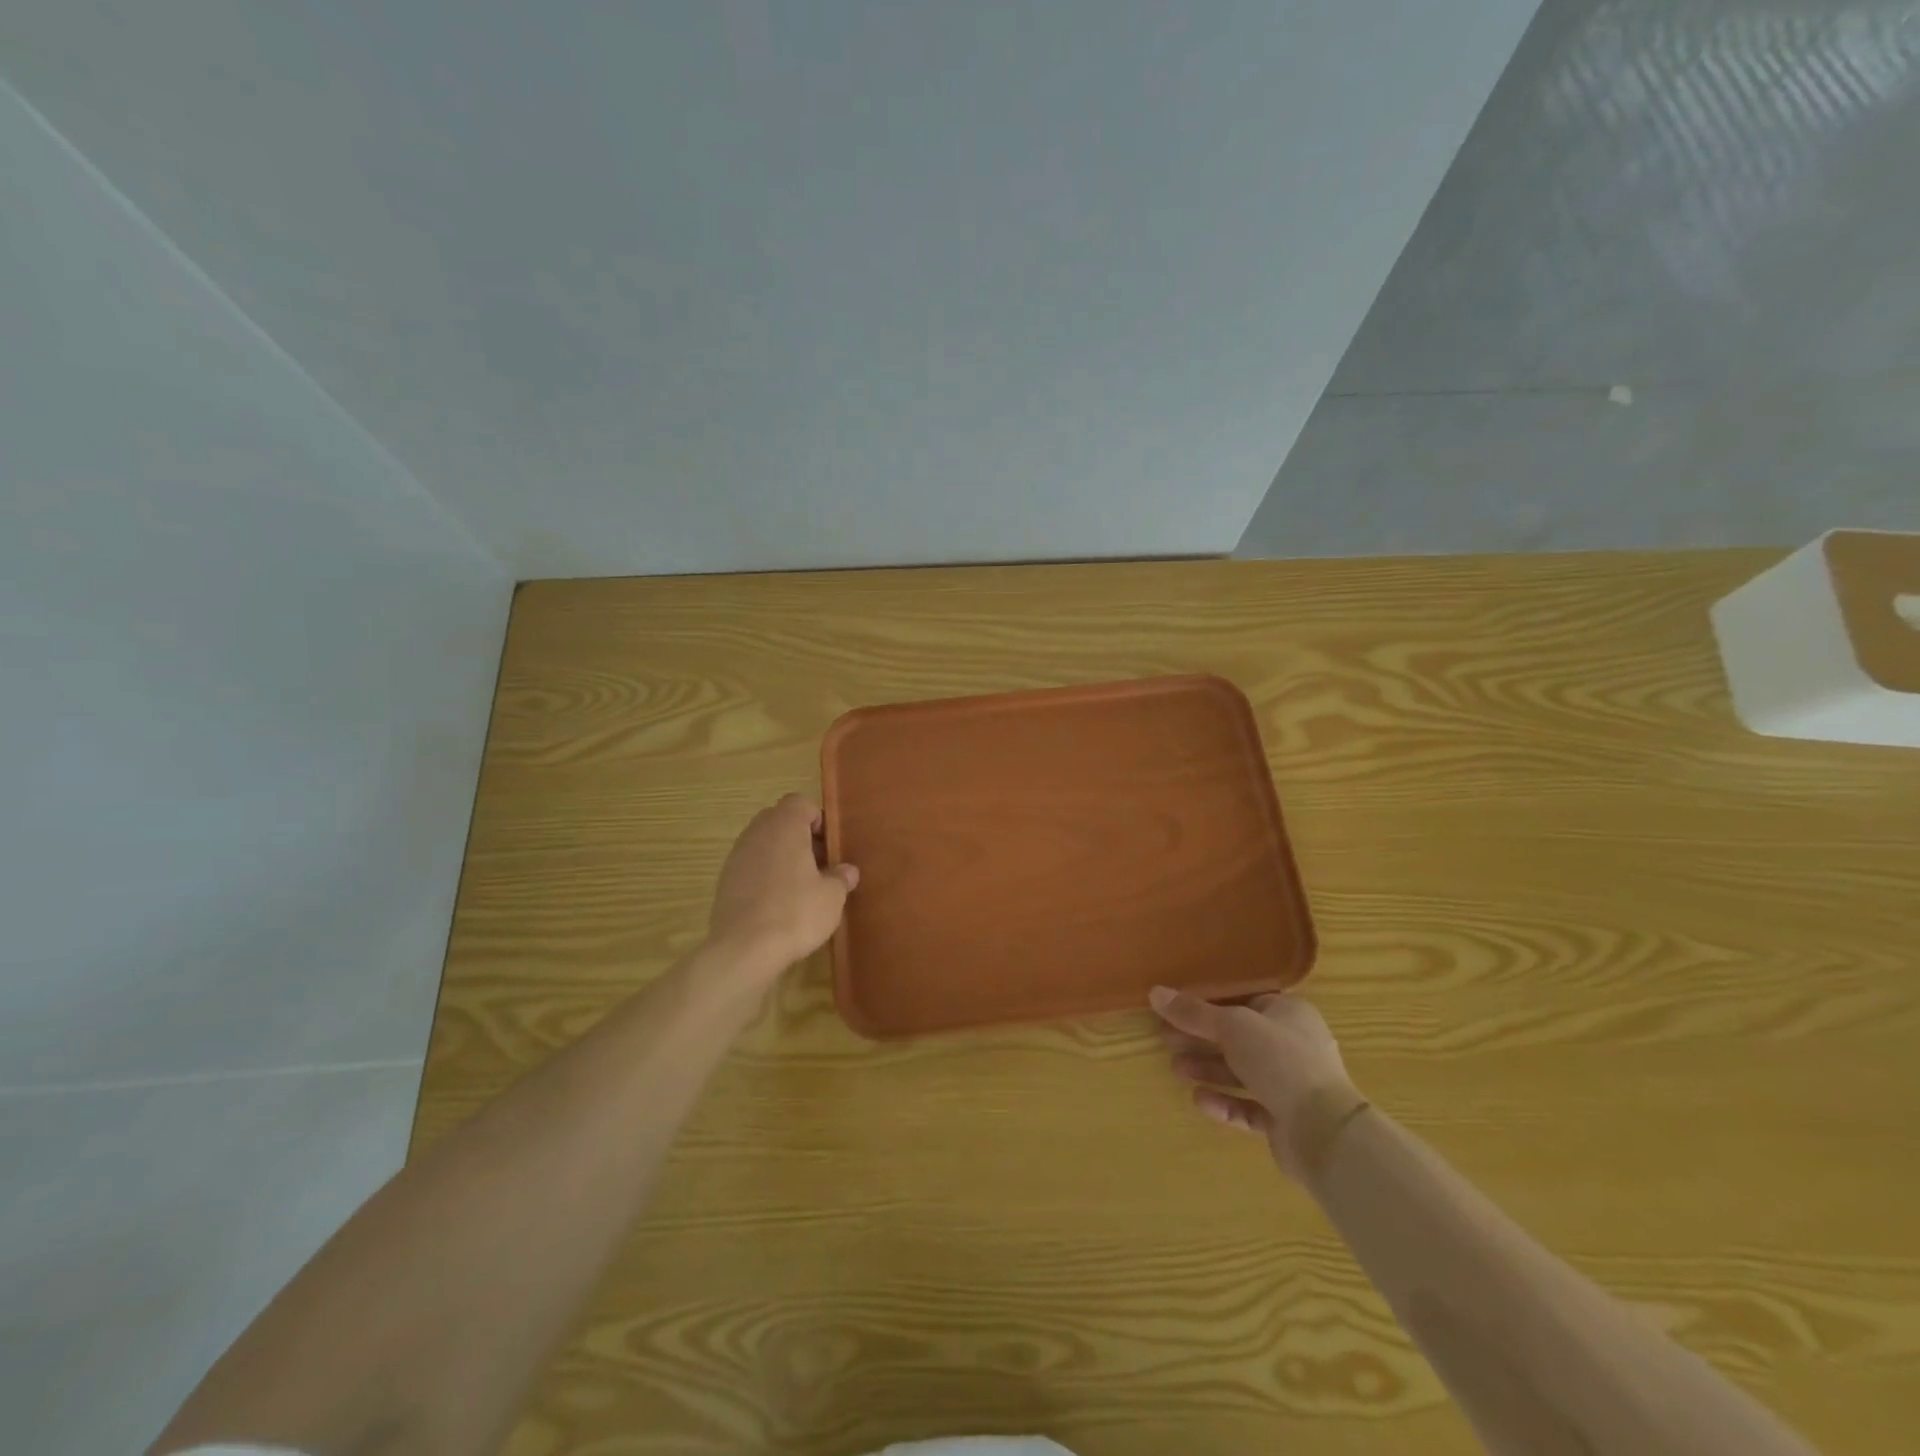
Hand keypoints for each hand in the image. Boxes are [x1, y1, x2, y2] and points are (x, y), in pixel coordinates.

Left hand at [708, 794, 858, 974]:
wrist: (744, 950)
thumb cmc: (795, 912)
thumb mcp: (832, 896)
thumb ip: (841, 878)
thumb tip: (847, 871)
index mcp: (784, 826)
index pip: (800, 802)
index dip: (817, 819)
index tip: (829, 846)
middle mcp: (756, 833)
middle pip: (779, 820)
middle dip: (800, 837)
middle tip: (819, 865)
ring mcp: (736, 857)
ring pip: (763, 844)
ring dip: (782, 857)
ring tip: (800, 887)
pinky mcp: (724, 882)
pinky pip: (750, 866)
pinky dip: (765, 876)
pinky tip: (778, 904)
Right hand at [1151, 987, 1364, 1181]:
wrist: (1325, 1131)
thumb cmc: (1281, 1061)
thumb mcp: (1232, 1027)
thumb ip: (1193, 1012)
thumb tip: (1154, 992)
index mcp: (1289, 1014)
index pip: (1244, 1002)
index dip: (1208, 1005)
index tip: (1176, 1010)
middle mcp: (1293, 1045)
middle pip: (1238, 1038)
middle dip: (1201, 1040)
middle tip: (1166, 1040)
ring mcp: (1292, 1085)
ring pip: (1242, 1072)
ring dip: (1209, 1070)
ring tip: (1176, 1069)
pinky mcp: (1286, 1120)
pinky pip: (1249, 1106)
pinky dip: (1225, 1102)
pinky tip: (1200, 1101)